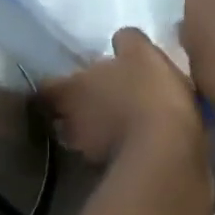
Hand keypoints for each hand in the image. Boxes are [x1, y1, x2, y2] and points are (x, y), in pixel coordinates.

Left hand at [41, 27, 204, 165]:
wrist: (168, 151)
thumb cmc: (147, 94)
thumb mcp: (142, 53)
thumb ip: (127, 42)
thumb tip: (120, 40)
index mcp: (71, 91)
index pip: (46, 88)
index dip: (55, 84)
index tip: (68, 80)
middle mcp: (71, 125)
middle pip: (62, 117)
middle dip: (74, 111)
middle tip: (94, 102)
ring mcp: (89, 154)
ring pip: (84, 140)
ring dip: (96, 132)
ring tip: (116, 124)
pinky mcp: (112, 173)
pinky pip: (108, 157)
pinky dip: (116, 149)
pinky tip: (134, 142)